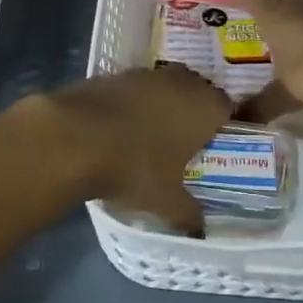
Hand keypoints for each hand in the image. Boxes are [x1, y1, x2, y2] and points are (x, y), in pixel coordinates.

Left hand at [27, 66, 228, 235]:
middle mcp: (181, 82)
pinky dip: (133, 104)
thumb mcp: (166, 202)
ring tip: (150, 135)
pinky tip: (120, 128)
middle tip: (183, 141)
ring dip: (162, 104)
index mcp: (204, 106)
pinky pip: (135, 89)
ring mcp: (146, 74)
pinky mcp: (115, 74)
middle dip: (192, 111)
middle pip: (196, 91)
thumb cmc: (135, 167)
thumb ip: (188, 215)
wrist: (75, 137)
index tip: (212, 145)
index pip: (227, 107)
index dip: (221, 125)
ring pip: (165, 86)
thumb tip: (200, 229)